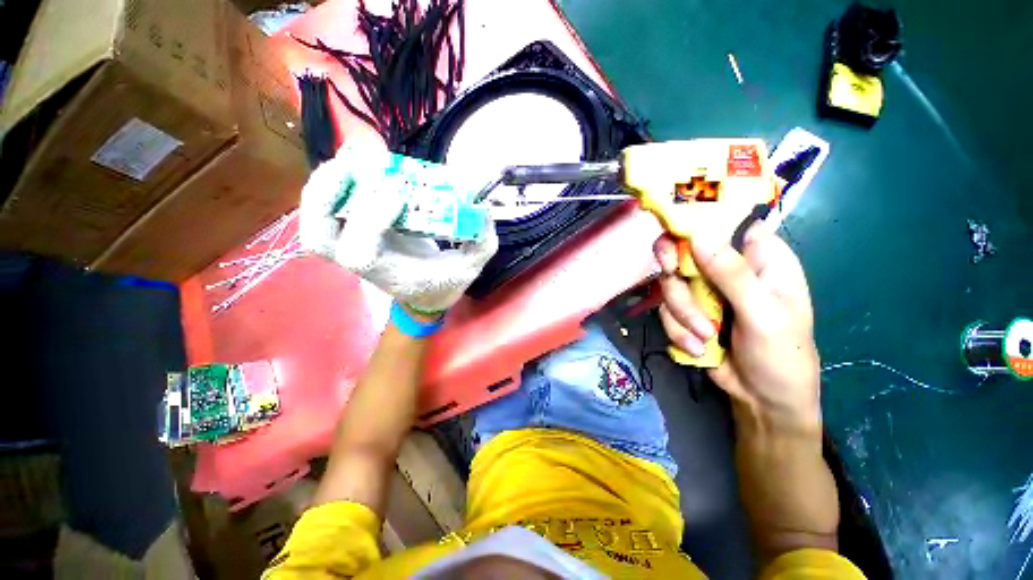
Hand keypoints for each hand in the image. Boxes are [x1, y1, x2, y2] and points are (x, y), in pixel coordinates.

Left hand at [299, 139, 497, 313]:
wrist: (424, 293)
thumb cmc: (443, 283)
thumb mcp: (468, 268)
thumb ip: (481, 243)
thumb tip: (483, 209)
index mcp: (388, 273)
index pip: (360, 252)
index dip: (371, 218)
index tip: (401, 188)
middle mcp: (362, 260)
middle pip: (319, 236)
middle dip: (329, 195)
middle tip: (361, 164)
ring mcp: (353, 244)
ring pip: (315, 219)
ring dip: (324, 184)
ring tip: (351, 156)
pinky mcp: (355, 229)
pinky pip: (328, 206)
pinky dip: (332, 181)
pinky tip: (351, 158)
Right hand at [653, 225, 820, 433]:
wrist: (761, 399)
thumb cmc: (781, 354)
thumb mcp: (763, 314)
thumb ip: (732, 275)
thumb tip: (699, 234)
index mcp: (760, 258)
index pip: (725, 223)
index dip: (697, 221)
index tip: (676, 234)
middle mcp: (727, 268)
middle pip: (685, 250)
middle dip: (676, 270)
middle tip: (671, 274)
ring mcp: (704, 291)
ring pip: (671, 284)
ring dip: (682, 313)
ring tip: (704, 337)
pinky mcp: (687, 311)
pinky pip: (666, 309)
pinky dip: (677, 329)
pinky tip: (697, 347)